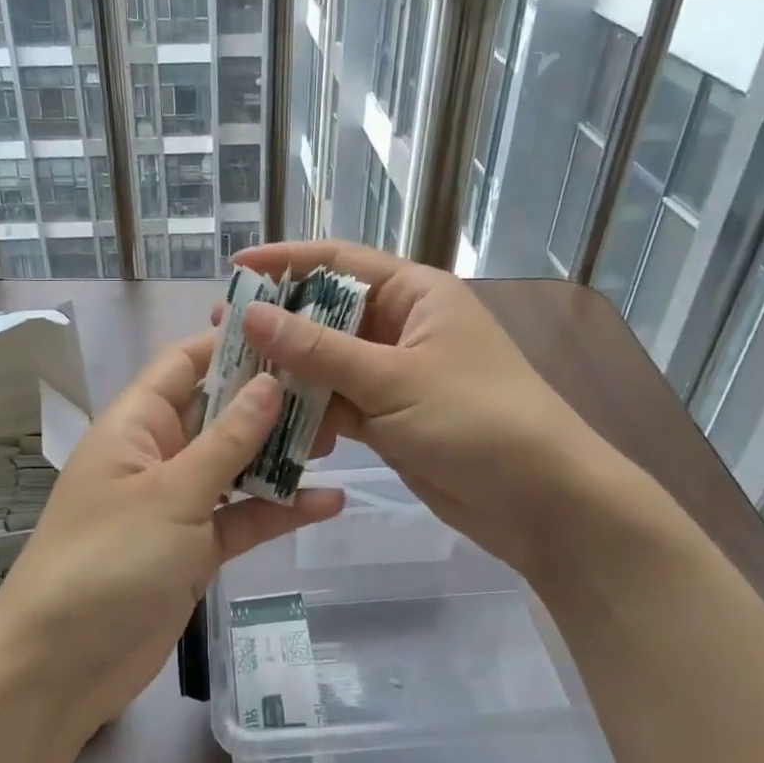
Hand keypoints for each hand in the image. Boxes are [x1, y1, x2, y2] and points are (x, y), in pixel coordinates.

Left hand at [0, 330, 342, 740]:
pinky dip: (279, 510)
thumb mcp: (172, 493)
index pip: (185, 364)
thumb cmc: (107, 561)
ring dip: (281, 455)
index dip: (232, 343)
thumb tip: (271, 382)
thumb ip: (227, 440)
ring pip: (237, 465)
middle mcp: (158, 454)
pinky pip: (242, 517)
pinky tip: (329, 502)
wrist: (61, 668)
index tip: (291, 333)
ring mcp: (178, 503)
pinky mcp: (195, 548)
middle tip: (334, 389)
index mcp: (137, 424)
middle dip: (271, 402)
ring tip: (341, 440)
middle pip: (220, 412)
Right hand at [231, 241, 649, 574]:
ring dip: (289, 375)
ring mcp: (394, 375)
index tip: (234, 270)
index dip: (285, 261)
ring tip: (236, 383)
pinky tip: (276, 428)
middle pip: (327, 315)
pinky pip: (338, 404)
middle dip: (278, 326)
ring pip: (327, 364)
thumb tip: (250, 314)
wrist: (542, 501)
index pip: (339, 263)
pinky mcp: (389, 418)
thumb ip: (318, 350)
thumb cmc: (477, 419)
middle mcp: (402, 327)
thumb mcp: (393, 379)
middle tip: (222, 335)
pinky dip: (310, 414)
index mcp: (414, 295)